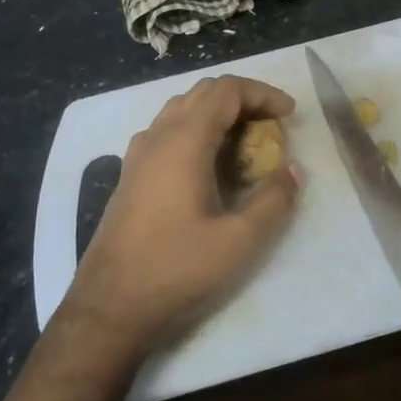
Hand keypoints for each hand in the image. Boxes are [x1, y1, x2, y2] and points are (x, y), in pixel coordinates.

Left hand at [62, 75, 301, 363]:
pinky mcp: (130, 175)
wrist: (109, 309)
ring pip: (181, 109)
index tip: (290, 115)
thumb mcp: (239, 241)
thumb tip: (292, 170)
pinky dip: (195, 130)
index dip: (263, 94)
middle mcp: (158, 137)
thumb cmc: (176, 270)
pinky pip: (166, 131)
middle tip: (272, 126)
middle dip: (243, 100)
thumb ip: (274, 200)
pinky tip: (208, 165)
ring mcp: (138, 155)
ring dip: (217, 113)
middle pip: (203, 93)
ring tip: (245, 142)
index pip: (226, 90)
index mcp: (184, 142)